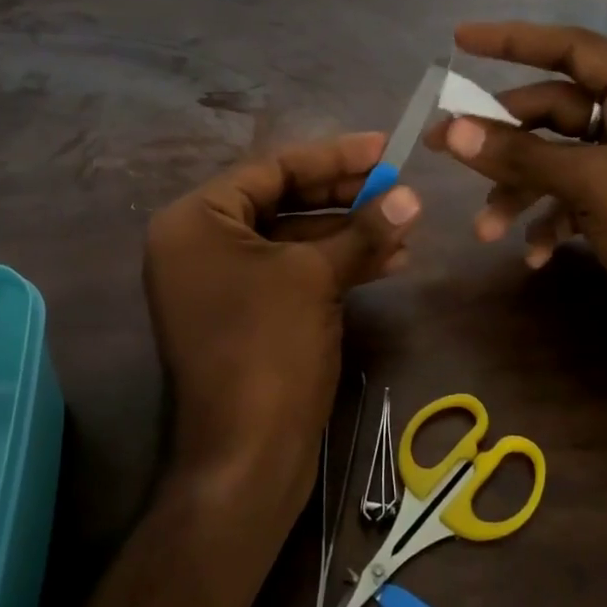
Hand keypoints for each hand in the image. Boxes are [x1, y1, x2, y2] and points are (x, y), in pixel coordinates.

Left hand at [143, 132, 420, 518]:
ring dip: (349, 233)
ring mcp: (221, 283)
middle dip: (344, 196)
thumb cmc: (267, 348)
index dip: (332, 156)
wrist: (245, 458)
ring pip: (293, 240)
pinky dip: (336, 266)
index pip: (271, 169)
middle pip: (282, 201)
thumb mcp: (316, 278)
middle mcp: (200, 245)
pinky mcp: (245, 314)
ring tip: (406, 225)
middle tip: (399, 186)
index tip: (384, 147)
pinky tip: (389, 261)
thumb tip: (410, 196)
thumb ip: (362, 230)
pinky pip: (292, 274)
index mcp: (196, 221)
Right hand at [424, 22, 606, 390]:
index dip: (515, 41)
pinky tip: (534, 255)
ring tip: (487, 229)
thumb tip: (453, 130)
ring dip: (520, 190)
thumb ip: (522, 154)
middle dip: (503, 137)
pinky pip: (575, 199)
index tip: (460, 39)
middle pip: (557, 111)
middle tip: (443, 147)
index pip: (576, 49)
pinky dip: (549, 221)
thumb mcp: (595, 187)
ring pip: (559, 161)